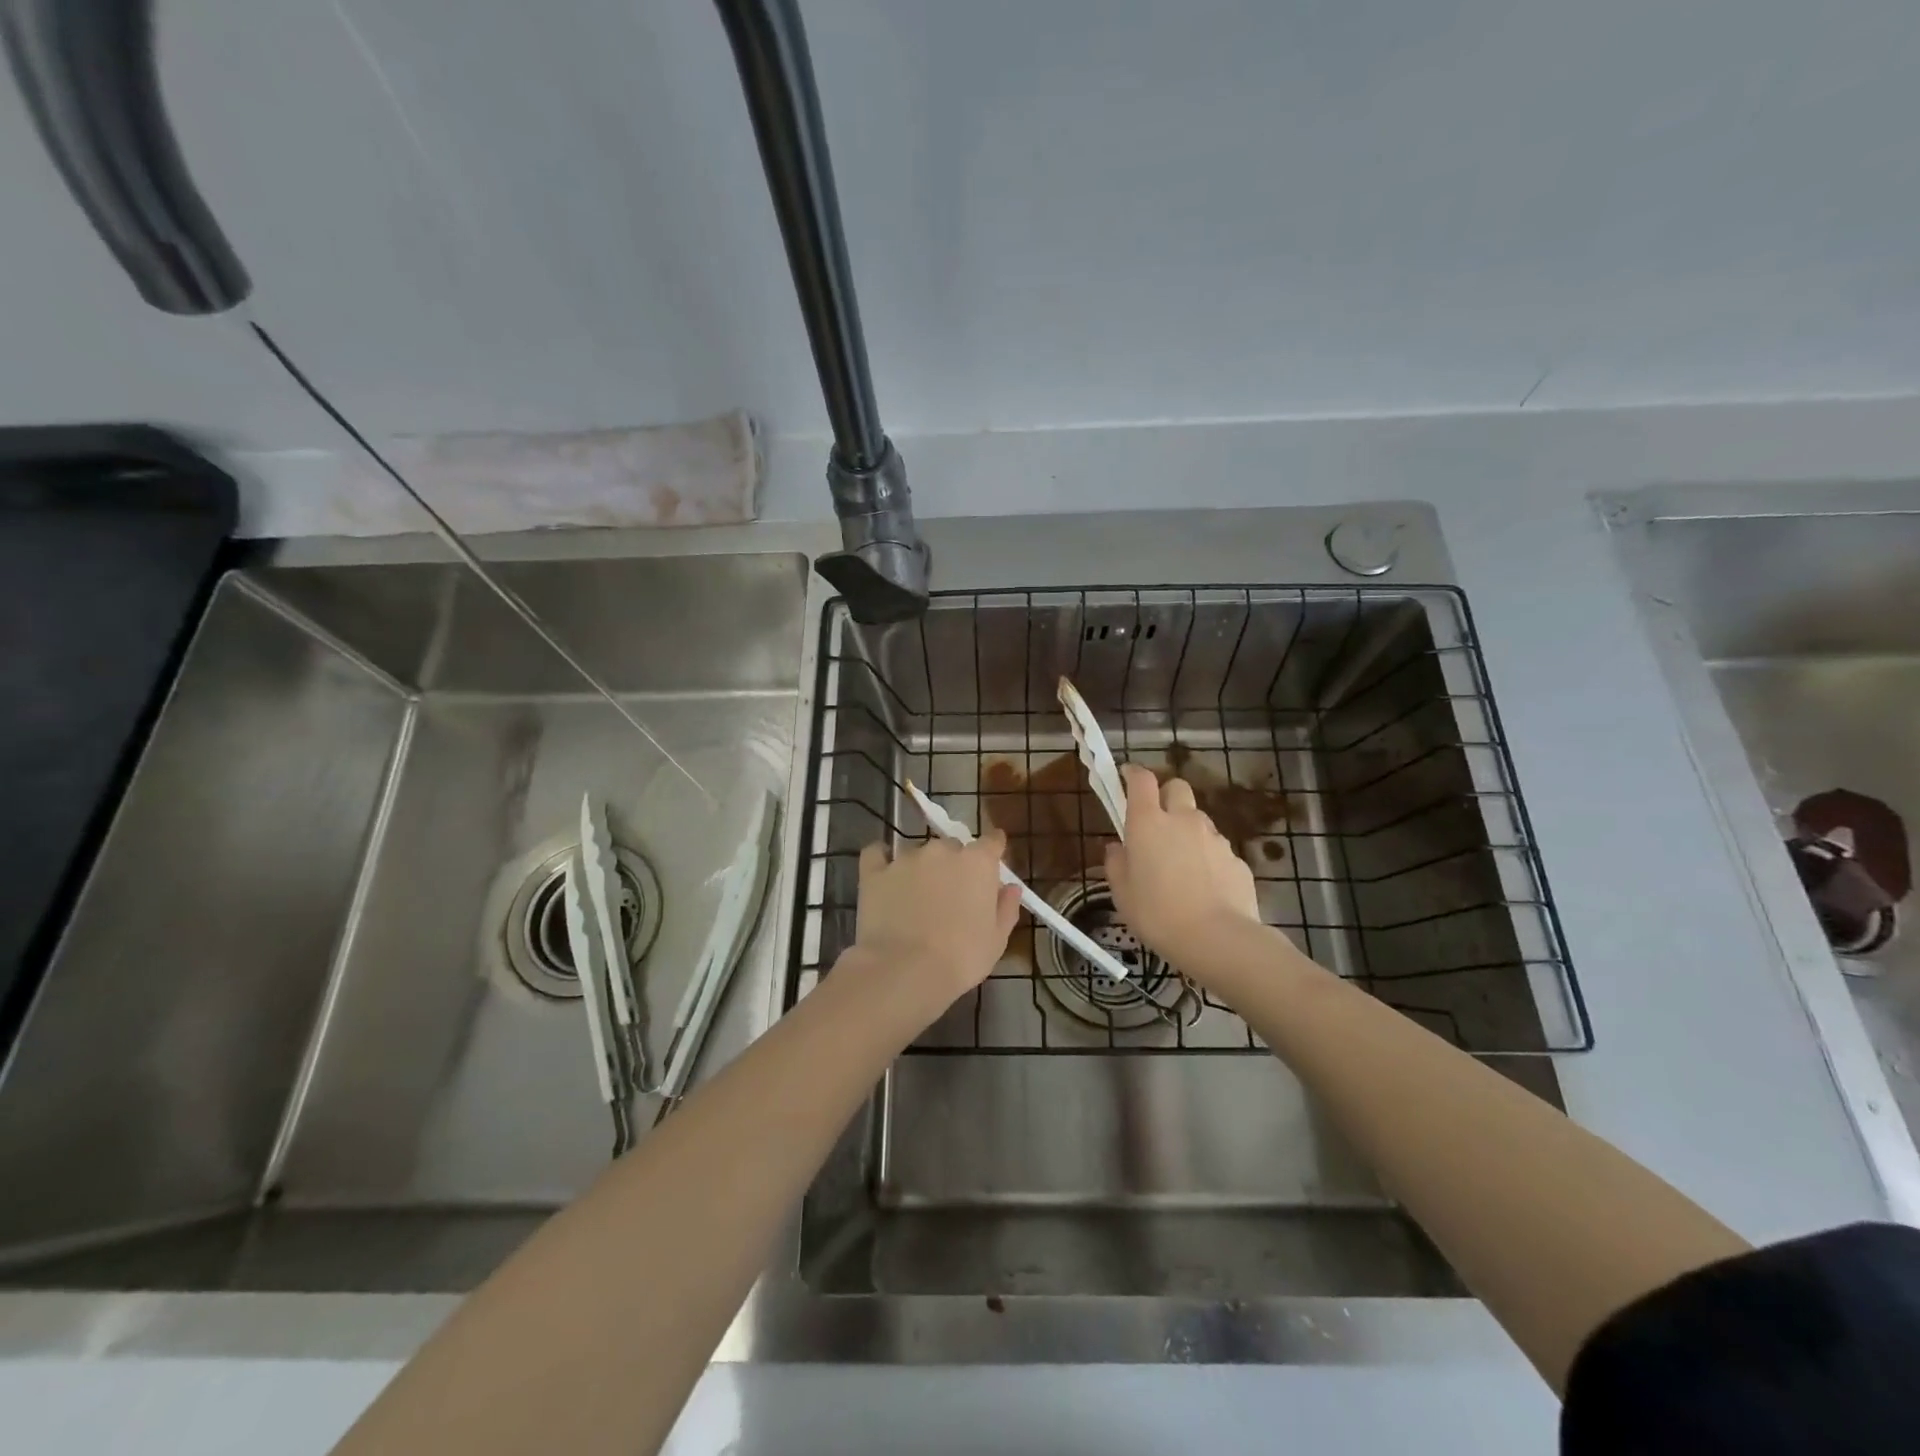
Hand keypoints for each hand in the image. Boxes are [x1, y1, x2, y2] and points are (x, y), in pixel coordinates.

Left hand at [852, 832, 1020, 1003]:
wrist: (904, 970)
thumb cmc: (961, 958)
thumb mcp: (996, 940)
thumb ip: (1006, 908)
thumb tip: (1010, 887)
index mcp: (978, 862)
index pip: (992, 841)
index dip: (992, 852)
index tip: (991, 866)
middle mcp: (942, 850)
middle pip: (953, 848)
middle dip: (955, 866)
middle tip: (952, 896)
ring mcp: (906, 858)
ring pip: (919, 853)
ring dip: (922, 869)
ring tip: (916, 899)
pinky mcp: (874, 872)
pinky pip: (877, 855)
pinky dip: (882, 860)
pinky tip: (884, 876)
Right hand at [1105, 763, 1260, 975]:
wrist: (1218, 939)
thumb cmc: (1157, 914)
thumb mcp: (1122, 893)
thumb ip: (1116, 863)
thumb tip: (1117, 847)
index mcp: (1148, 822)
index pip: (1141, 780)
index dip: (1133, 774)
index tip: (1126, 777)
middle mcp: (1183, 820)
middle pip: (1177, 787)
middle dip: (1166, 796)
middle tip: (1156, 822)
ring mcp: (1214, 838)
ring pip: (1198, 820)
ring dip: (1187, 831)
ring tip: (1181, 864)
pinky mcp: (1236, 859)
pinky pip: (1217, 849)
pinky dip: (1208, 858)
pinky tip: (1204, 887)